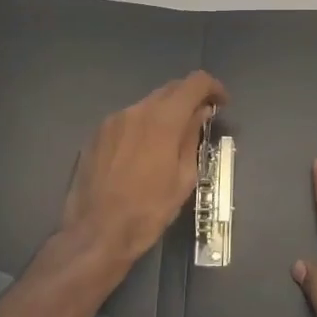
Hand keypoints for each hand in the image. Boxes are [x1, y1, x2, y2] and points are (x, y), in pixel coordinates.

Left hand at [60, 71, 226, 271]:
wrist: (95, 234)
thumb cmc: (148, 211)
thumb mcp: (183, 178)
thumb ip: (192, 138)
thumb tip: (200, 114)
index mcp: (162, 119)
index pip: (194, 83)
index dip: (213, 87)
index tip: (221, 103)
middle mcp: (136, 110)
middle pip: (170, 90)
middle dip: (189, 98)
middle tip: (200, 119)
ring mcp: (112, 121)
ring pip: (147, 105)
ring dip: (164, 113)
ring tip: (171, 139)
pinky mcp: (96, 135)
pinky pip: (127, 120)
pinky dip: (143, 126)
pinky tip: (143, 152)